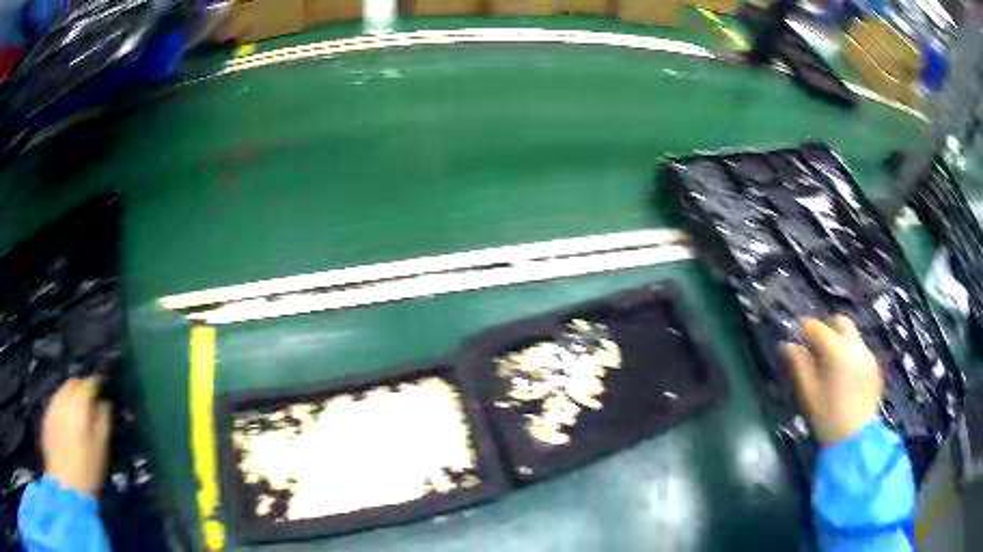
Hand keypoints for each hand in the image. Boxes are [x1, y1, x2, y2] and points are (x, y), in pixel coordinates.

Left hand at [41, 377, 110, 496]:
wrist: (65, 485)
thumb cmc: (87, 469)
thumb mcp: (101, 449)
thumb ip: (103, 422)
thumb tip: (105, 404)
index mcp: (79, 404)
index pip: (89, 384)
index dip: (96, 381)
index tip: (102, 382)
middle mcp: (63, 399)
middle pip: (72, 383)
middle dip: (81, 385)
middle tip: (90, 395)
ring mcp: (52, 407)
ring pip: (61, 391)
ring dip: (70, 395)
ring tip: (77, 408)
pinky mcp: (46, 418)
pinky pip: (55, 403)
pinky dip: (62, 406)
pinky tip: (66, 420)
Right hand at [783, 315, 882, 445]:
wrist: (856, 439)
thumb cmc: (828, 419)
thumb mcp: (809, 394)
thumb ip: (800, 366)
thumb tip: (788, 346)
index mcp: (838, 353)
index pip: (818, 328)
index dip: (805, 328)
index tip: (796, 335)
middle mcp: (856, 347)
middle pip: (841, 322)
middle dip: (826, 328)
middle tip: (815, 347)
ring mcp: (867, 355)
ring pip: (852, 335)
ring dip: (839, 340)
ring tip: (830, 363)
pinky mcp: (874, 366)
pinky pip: (860, 349)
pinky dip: (849, 353)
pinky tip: (844, 375)